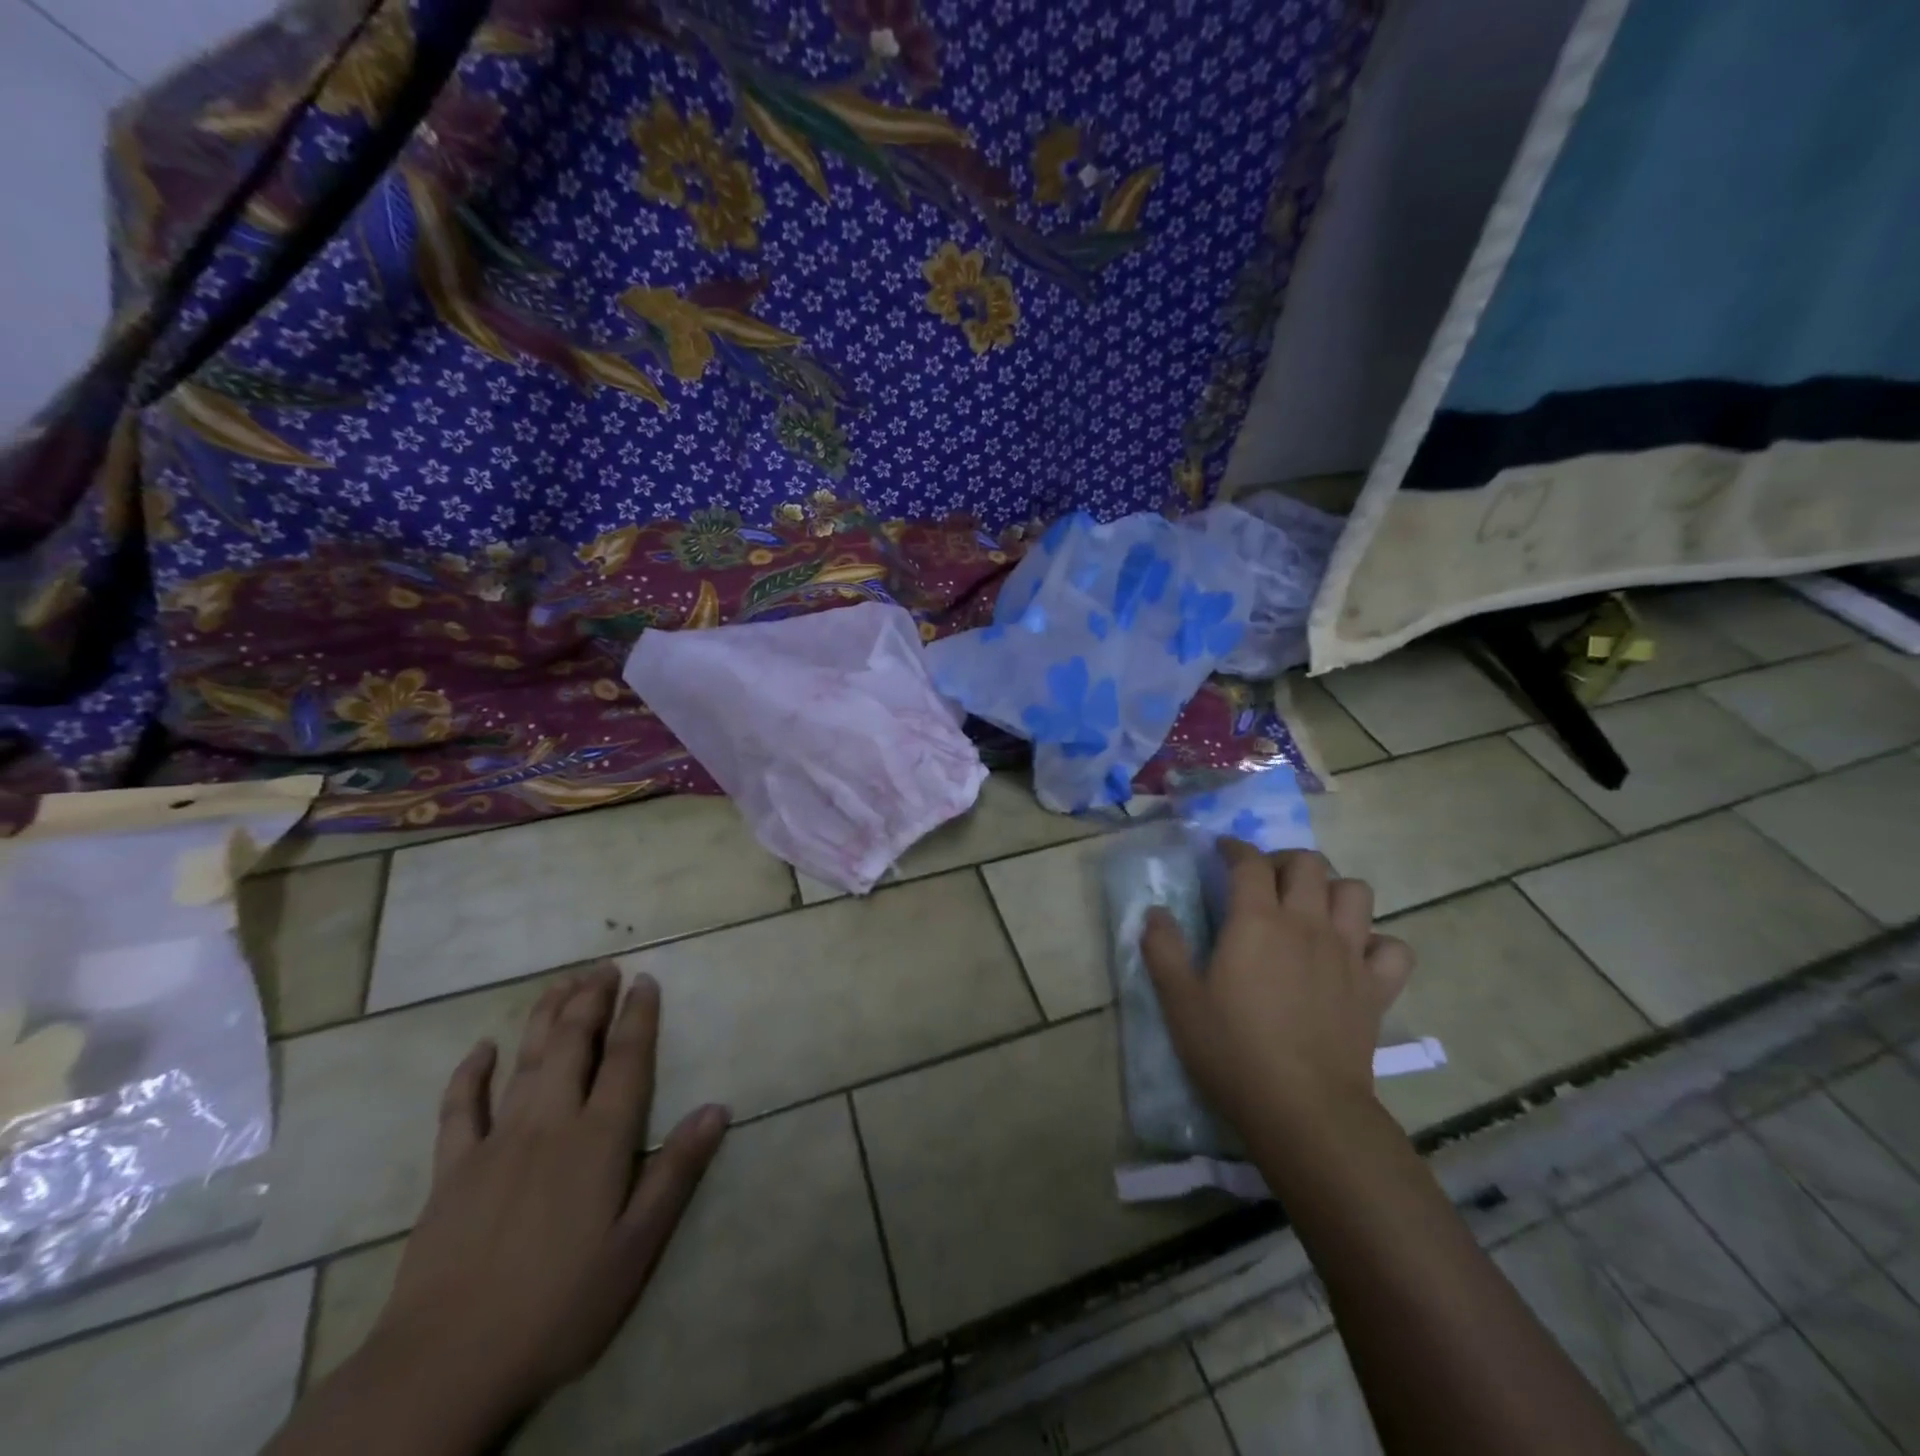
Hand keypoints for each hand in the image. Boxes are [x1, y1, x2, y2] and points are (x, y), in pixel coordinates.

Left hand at [366, 964, 728, 1417]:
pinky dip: (471, 1073)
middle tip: (603, 967)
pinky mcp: (451, 1170)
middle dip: (591, 1000)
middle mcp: (550, 1123)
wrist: (445, 1364)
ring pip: (526, 1061)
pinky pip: (459, 1108)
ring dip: (545, 1016)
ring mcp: (495, 1142)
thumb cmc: (558, 1306)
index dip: (638, 1015)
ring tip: (561, 983)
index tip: (645, 980)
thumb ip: (675, 1172)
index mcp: (599, 1140)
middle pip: (573, 1044)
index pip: (627, 1060)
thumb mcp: (636, 1248)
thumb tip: (717, 1109)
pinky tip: (482, 1049)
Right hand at [1142, 841, 1413, 1133]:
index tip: (1221, 852)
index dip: (1234, 848)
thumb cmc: (1232, 1051)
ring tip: (1310, 909)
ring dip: (1332, 890)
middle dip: (1283, 860)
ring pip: (1355, 891)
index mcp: (1256, 921)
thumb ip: (1163, 949)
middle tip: (1263, 881)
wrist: (1304, 1110)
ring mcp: (1348, 954)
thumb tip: (1155, 912)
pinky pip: (1392, 946)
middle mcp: (1306, 924)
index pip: (1250, 862)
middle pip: (1308, 864)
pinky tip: (1353, 956)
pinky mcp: (1376, 988)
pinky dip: (1376, 942)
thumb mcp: (1179, 1000)